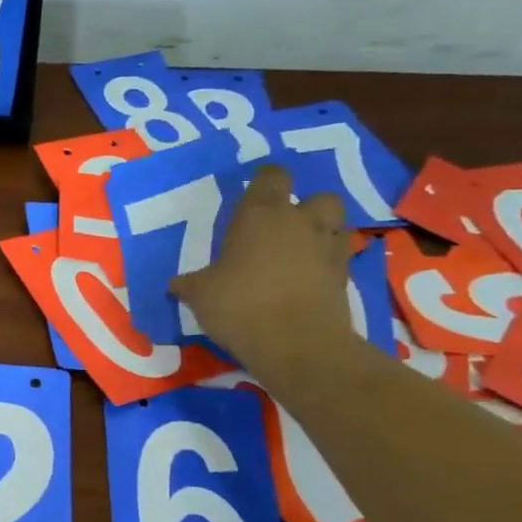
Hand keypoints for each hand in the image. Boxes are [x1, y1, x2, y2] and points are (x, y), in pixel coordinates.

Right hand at [170, 165, 353, 378]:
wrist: (297, 344)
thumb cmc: (239, 305)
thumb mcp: (200, 294)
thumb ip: (191, 283)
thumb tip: (176, 284)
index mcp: (260, 215)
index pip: (271, 177)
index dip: (264, 182)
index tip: (252, 195)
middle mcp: (299, 222)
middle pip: (318, 196)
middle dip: (305, 207)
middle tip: (282, 227)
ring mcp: (327, 248)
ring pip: (336, 223)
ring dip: (322, 231)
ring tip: (300, 250)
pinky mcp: (345, 277)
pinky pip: (339, 257)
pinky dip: (326, 262)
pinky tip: (308, 278)